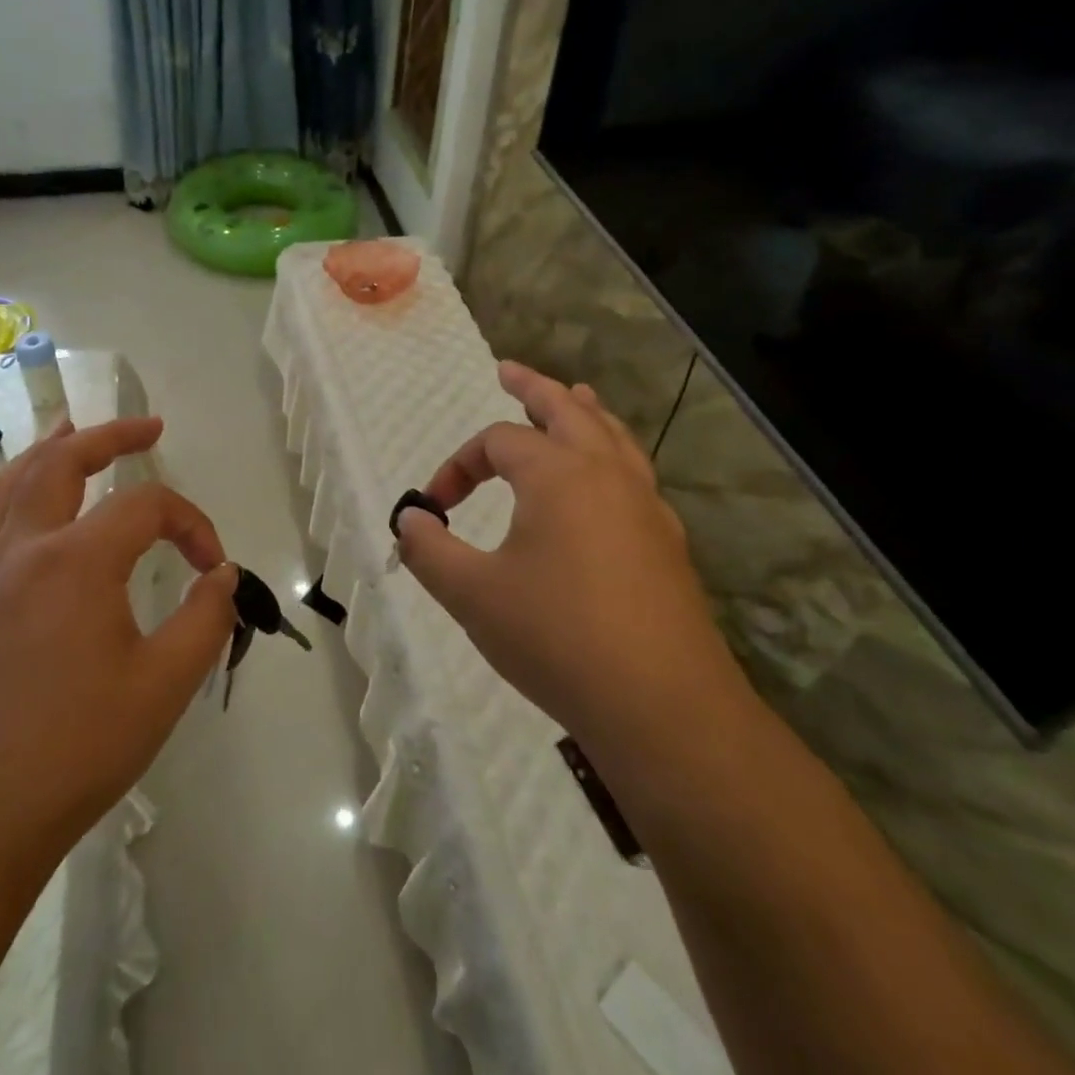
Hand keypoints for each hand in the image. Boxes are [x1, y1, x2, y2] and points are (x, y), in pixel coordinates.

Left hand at [0, 416, 238, 888]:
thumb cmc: (74, 751)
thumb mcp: (165, 686)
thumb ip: (205, 619)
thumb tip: (220, 576)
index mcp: (75, 560)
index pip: (147, 508)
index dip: (193, 525)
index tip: (214, 568)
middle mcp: (22, 552)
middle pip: (61, 463)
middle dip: (108, 436)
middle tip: (147, 427)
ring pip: (7, 489)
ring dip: (44, 454)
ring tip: (67, 431)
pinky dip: (7, 510)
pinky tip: (19, 526)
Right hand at [394, 362, 744, 746]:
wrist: (661, 704)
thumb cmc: (555, 637)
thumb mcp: (472, 594)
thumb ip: (429, 550)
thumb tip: (409, 520)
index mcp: (557, 474)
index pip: (495, 443)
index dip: (456, 465)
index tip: (434, 507)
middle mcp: (606, 474)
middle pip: (567, 410)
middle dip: (533, 389)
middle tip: (509, 370)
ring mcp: (645, 506)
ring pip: (612, 436)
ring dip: (583, 412)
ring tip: (572, 396)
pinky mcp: (666, 542)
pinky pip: (634, 474)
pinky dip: (612, 454)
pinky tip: (604, 481)